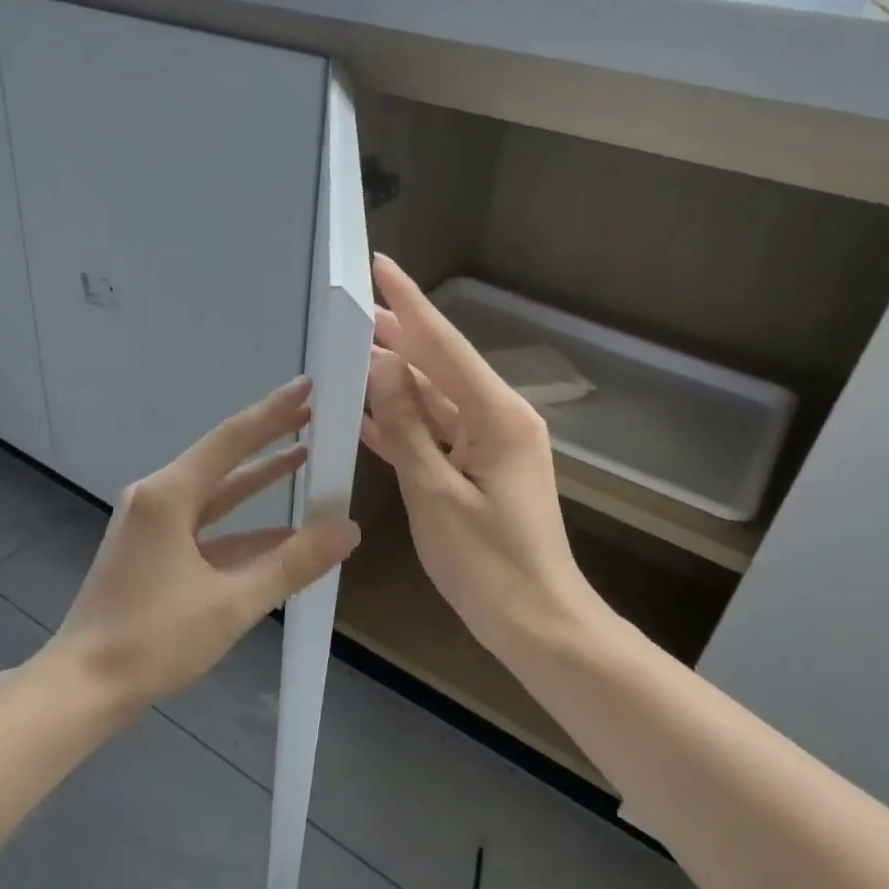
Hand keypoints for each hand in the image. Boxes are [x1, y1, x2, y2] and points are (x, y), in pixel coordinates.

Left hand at [48, 378, 360, 709]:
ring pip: (215, 494)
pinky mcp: (152, 551)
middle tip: (312, 415)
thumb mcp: (232, 603)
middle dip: (268, 440)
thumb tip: (348, 530)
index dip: (273, 412)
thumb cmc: (154, 639)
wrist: (83, 686)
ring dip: (257, 482)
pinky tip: (279, 531)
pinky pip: (206, 527)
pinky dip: (241, 526)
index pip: (232, 440)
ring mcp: (151, 525)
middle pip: (223, 460)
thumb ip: (292, 563)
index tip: (308, 386)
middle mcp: (157, 498)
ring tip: (302, 458)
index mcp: (168, 496)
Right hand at [361, 256, 607, 660]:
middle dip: (398, 337)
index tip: (379, 266)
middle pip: (441, 367)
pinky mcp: (481, 469)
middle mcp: (499, 418)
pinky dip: (405, 424)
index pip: (444, 346)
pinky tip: (369, 414)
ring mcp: (492, 445)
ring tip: (351, 354)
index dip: (409, 305)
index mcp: (497, 416)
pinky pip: (438, 434)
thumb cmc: (487, 563)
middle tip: (352, 312)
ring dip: (396, 381)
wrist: (537, 622)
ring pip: (436, 400)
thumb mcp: (434, 491)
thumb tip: (381, 363)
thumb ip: (407, 425)